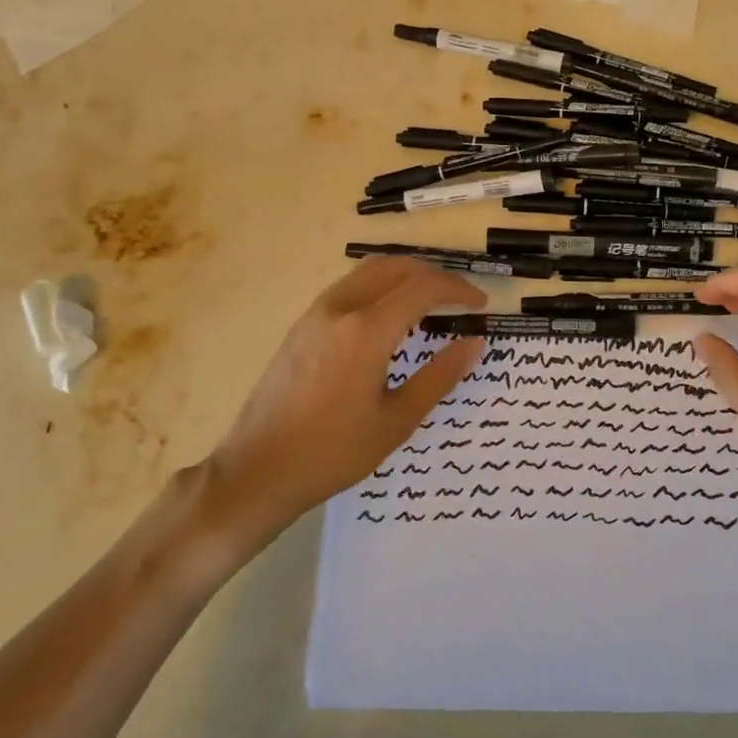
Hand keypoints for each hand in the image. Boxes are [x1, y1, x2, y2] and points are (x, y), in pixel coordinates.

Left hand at [215, 257, 485, 531]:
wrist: (257, 470)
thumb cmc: (333, 452)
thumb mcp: (396, 421)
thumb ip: (439, 376)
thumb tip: (475, 343)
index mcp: (367, 330)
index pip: (423, 288)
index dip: (457, 290)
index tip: (480, 304)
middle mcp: (341, 308)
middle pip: (396, 267)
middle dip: (434, 275)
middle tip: (459, 298)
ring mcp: (316, 313)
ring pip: (369, 271)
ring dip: (405, 276)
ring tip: (429, 302)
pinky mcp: (301, 325)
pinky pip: (349, 286)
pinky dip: (379, 286)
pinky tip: (388, 316)